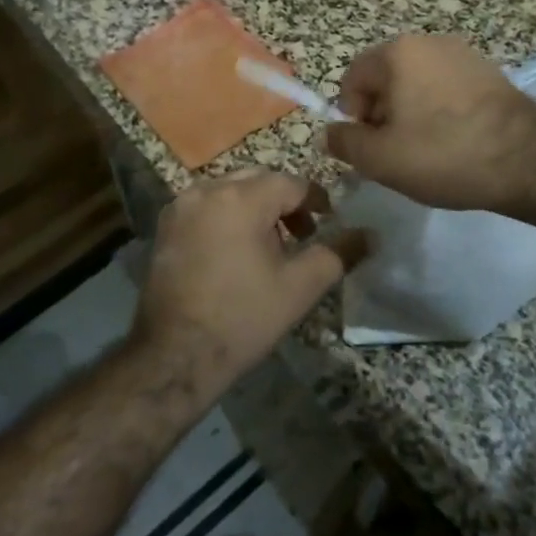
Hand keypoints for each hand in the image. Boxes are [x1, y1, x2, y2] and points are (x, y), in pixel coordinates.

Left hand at [132, 172, 370, 399]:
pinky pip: (206, 206)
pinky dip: (226, 216)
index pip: (291, 183)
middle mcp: (207, 189)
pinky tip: (233, 252)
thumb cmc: (243, 318)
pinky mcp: (165, 226)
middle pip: (258, 180)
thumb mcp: (300, 287)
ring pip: (230, 191)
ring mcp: (181, 207)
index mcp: (242, 198)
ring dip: (254, 208)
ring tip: (268, 246)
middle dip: (283, 202)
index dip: (315, 200)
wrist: (175, 355)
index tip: (328, 222)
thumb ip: (337, 253)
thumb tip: (370, 235)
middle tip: (301, 235)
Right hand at [325, 35, 535, 212]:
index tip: (367, 145)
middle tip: (394, 150)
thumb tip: (329, 133)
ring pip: (418, 83)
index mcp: (397, 52)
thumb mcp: (380, 159)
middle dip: (382, 113)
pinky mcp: (491, 72)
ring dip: (412, 111)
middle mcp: (429, 42)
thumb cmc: (442, 153)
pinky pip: (448, 88)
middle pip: (387, 77)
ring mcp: (464, 54)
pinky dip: (442, 110)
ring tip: (426, 149)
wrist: (526, 159)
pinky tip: (454, 141)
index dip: (352, 113)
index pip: (353, 77)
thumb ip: (344, 143)